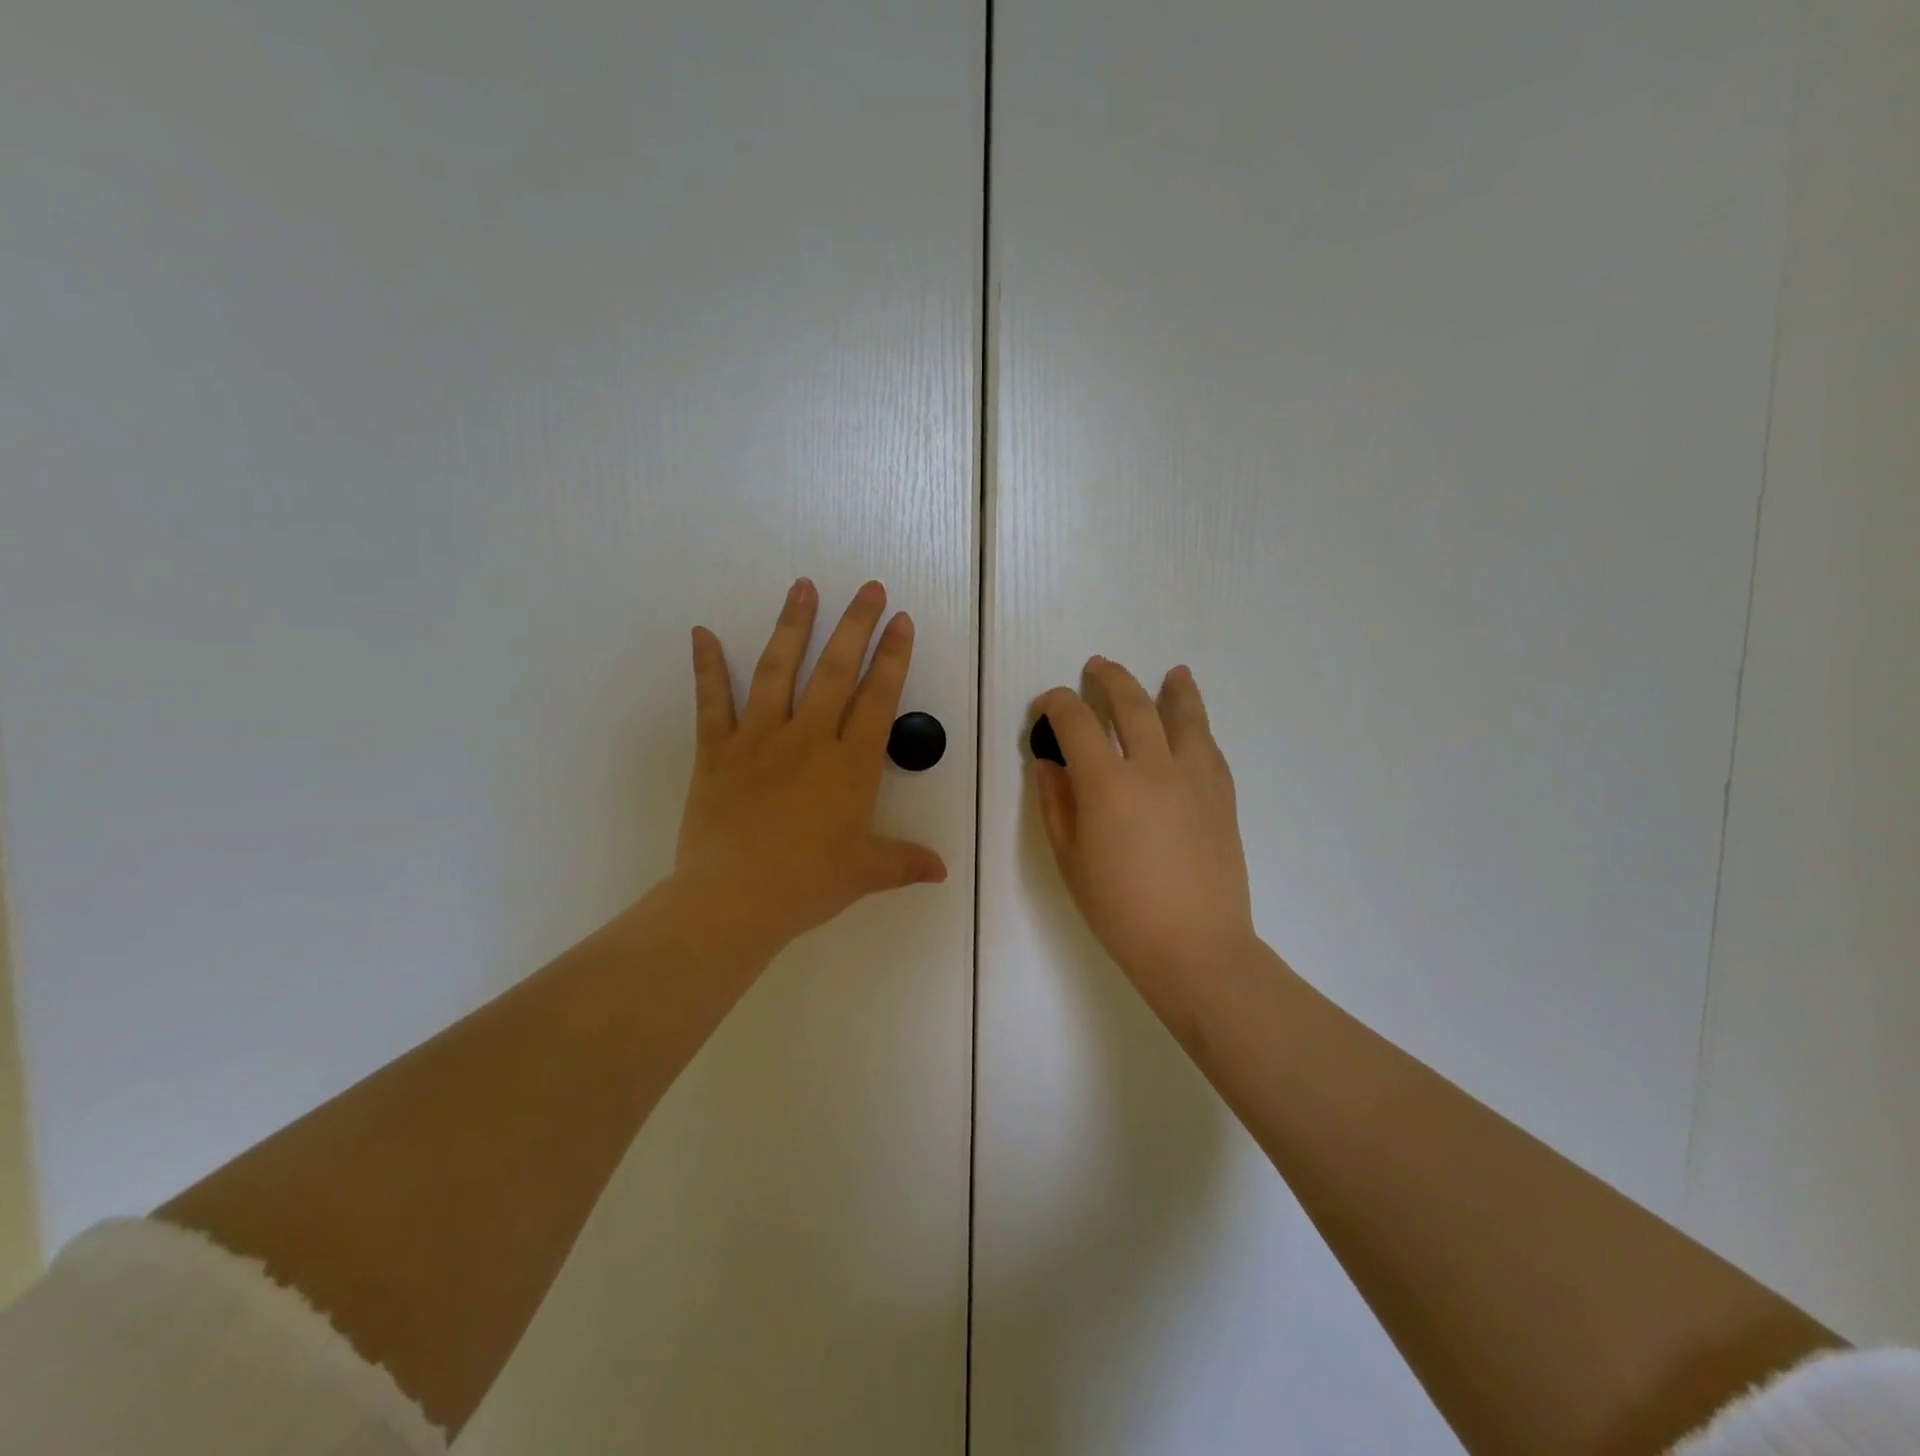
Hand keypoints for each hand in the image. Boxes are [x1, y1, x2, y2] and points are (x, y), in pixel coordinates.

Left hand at [672, 578, 946, 959]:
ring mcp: (759, 739)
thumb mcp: (865, 873)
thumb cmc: (807, 884)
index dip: (893, 657)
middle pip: (836, 671)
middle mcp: (808, 739)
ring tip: (802, 587)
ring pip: (778, 671)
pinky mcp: (717, 751)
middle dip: (855, 626)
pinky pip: (711, 702)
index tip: (901, 621)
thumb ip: (905, 862)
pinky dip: (707, 667)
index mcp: (850, 765)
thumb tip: (942, 871)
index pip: (878, 699)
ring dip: (792, 626)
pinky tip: (701, 632)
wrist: (734, 900)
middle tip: (868, 589)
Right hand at [1032, 658, 1257, 1003]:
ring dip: (1175, 690)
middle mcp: (1153, 767)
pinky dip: (1199, 728)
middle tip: (1098, 667)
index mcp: (1107, 783)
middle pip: (1132, 704)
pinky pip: (1210, 748)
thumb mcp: (1070, 859)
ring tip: (1174, 673)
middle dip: (1111, 680)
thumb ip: (1055, 804)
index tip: (1047, 704)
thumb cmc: (1120, 910)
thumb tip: (1048, 764)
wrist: (1195, 946)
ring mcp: (1195, 778)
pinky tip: (1195, 726)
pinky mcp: (1222, 796)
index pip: (1077, 722)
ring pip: (1185, 717)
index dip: (1057, 705)